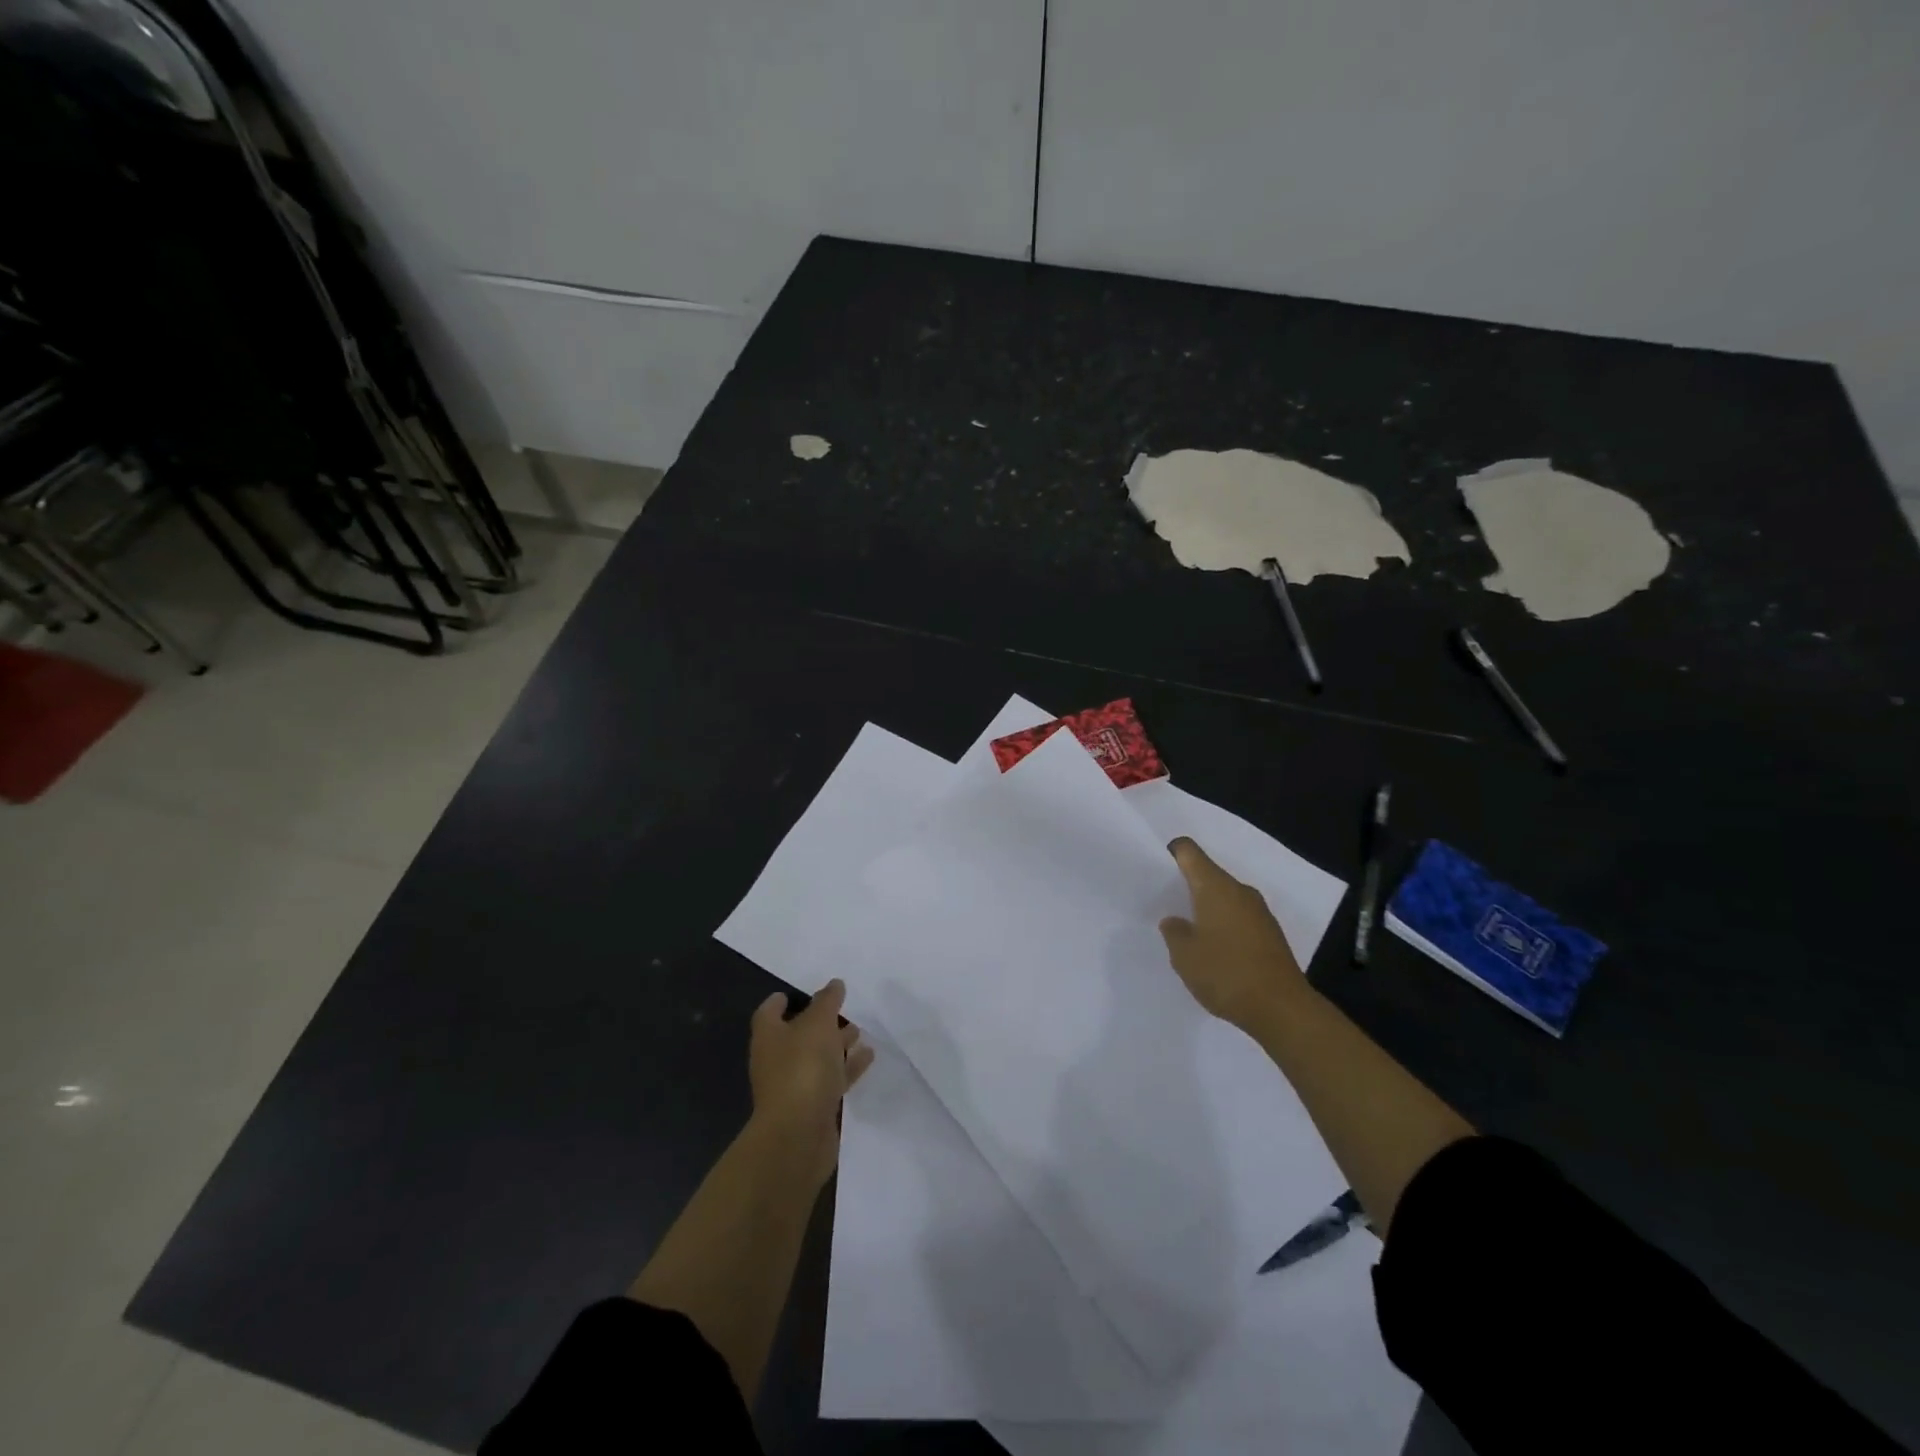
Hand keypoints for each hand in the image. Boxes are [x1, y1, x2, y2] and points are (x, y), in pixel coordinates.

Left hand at [748, 979, 873, 1188]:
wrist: (799, 1135)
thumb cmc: (802, 1068)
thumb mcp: (818, 1024)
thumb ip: (827, 1002)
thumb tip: (834, 984)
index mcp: (769, 1037)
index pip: (769, 1012)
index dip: (781, 1001)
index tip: (795, 992)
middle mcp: (777, 1060)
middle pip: (796, 1035)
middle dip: (819, 1022)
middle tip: (842, 1008)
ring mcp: (795, 1086)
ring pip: (817, 1057)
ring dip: (837, 1044)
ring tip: (860, 1030)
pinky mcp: (814, 1107)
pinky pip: (832, 1079)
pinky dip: (848, 1067)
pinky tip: (868, 1057)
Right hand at [1159, 837, 1307, 1031]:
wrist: (1282, 1009)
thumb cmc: (1226, 973)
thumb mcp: (1184, 955)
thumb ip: (1173, 932)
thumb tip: (1175, 921)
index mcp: (1215, 887)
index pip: (1190, 852)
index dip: (1172, 852)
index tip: (1157, 867)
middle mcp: (1240, 891)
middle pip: (1208, 874)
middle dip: (1188, 884)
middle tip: (1166, 903)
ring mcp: (1259, 912)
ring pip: (1225, 897)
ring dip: (1207, 907)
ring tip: (1188, 930)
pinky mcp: (1271, 934)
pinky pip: (1239, 917)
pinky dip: (1224, 925)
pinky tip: (1215, 950)